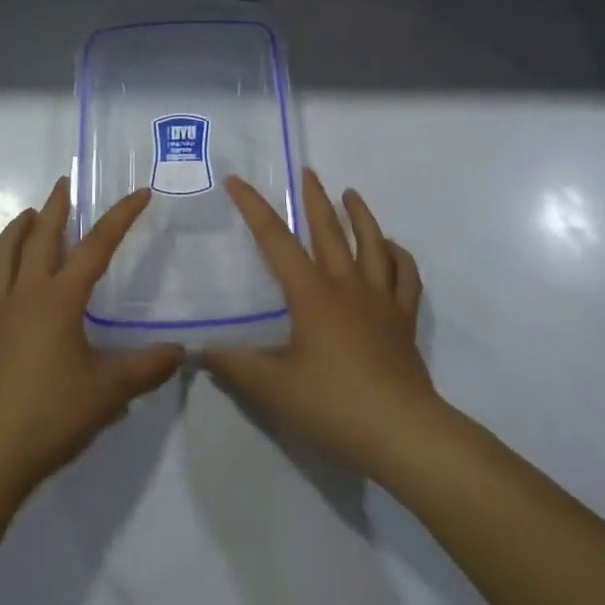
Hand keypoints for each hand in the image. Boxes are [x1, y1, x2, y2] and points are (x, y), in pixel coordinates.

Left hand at [0, 177, 183, 503]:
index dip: (119, 218)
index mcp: (58, 300)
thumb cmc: (50, 416)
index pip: (95, 247)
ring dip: (16, 230)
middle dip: (55, 207)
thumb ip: (146, 368)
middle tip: (64, 184)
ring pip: (2, 256)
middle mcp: (24, 296)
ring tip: (28, 215)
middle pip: (39, 238)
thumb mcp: (108, 393)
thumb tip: (180, 352)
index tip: (139, 194)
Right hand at [204, 169, 445, 482]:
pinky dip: (398, 256)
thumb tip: (199, 350)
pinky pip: (405, 276)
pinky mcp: (404, 319)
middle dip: (314, 198)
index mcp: (312, 295)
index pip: (276, 240)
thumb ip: (236, 366)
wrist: (402, 432)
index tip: (237, 181)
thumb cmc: (334, 406)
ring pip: (372, 244)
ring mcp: (380, 300)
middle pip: (329, 230)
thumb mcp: (274, 390)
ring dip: (360, 215)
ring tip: (351, 194)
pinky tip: (391, 248)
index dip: (254, 208)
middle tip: (307, 172)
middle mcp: (347, 286)